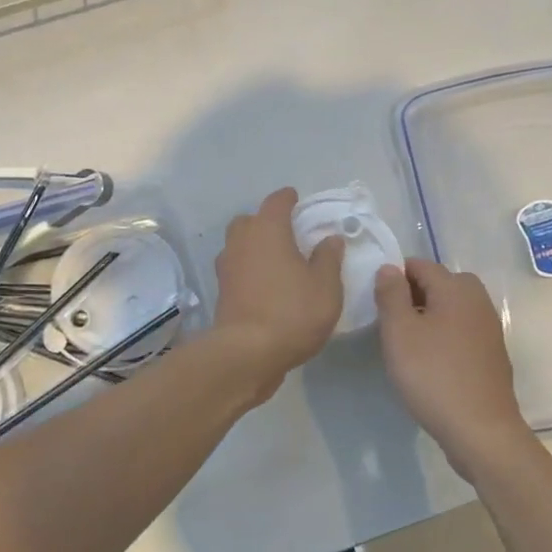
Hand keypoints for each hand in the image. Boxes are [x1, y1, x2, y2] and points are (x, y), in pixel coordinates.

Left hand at [212, 188, 345, 392]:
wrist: (247, 353)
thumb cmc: (292, 312)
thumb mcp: (325, 287)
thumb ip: (328, 259)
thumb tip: (330, 239)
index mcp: (268, 230)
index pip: (276, 202)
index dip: (288, 198)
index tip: (296, 199)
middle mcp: (242, 241)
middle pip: (250, 221)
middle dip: (266, 222)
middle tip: (287, 233)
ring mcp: (227, 267)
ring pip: (239, 244)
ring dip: (254, 246)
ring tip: (276, 260)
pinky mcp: (221, 291)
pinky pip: (236, 269)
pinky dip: (249, 269)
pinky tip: (265, 284)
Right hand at [374, 259, 531, 474]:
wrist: (481, 430)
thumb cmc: (433, 375)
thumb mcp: (399, 332)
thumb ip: (391, 294)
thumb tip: (389, 268)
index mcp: (456, 288)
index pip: (420, 265)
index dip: (395, 277)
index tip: (377, 302)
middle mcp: (477, 300)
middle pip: (440, 283)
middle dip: (414, 294)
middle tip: (392, 322)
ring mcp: (489, 328)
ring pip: (452, 307)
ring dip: (429, 315)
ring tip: (408, 343)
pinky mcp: (492, 353)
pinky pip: (462, 330)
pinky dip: (445, 335)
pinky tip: (431, 361)